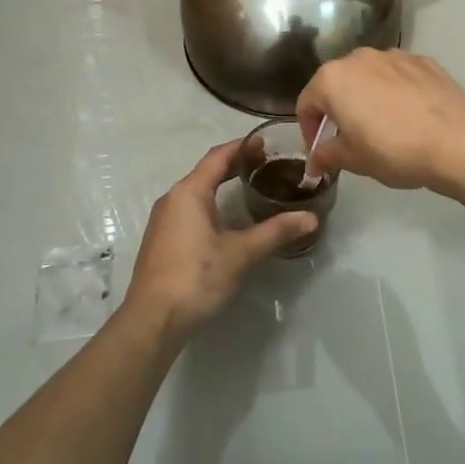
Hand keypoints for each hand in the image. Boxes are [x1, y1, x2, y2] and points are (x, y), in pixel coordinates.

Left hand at [122, 140, 315, 339]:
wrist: (153, 319)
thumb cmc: (197, 276)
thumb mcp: (241, 253)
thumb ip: (276, 232)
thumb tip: (311, 218)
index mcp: (189, 192)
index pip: (218, 156)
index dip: (243, 146)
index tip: (267, 144)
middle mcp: (173, 198)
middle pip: (207, 171)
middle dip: (235, 165)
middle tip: (268, 166)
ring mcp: (164, 220)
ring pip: (197, 191)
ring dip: (222, 185)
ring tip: (253, 188)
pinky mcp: (162, 239)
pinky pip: (189, 209)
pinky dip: (211, 203)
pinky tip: (228, 219)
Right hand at [296, 49, 464, 192]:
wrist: (457, 141)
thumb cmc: (394, 150)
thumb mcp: (354, 160)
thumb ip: (327, 155)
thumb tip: (314, 162)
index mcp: (333, 78)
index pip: (307, 103)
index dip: (309, 130)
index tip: (320, 152)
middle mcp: (359, 57)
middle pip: (337, 83)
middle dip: (337, 110)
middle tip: (348, 139)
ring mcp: (394, 55)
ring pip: (369, 76)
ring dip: (366, 97)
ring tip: (381, 127)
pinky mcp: (424, 61)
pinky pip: (398, 76)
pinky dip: (395, 92)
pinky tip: (409, 117)